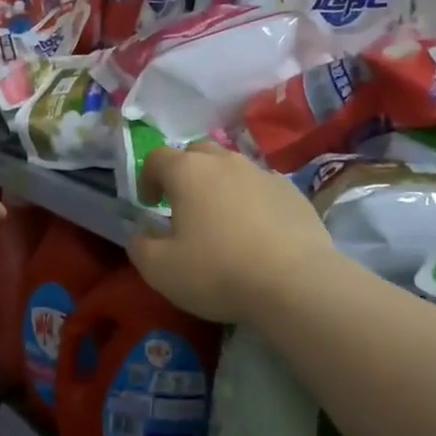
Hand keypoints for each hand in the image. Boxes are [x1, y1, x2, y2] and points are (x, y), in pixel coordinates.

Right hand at [129, 142, 335, 323]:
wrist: (295, 283)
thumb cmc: (217, 272)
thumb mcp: (160, 269)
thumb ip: (140, 246)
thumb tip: (142, 233)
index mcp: (188, 172)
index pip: (158, 156)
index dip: (147, 177)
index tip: (150, 204)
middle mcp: (226, 162)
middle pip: (198, 152)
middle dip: (185, 173)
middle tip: (183, 205)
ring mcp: (264, 174)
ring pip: (234, 169)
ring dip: (220, 186)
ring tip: (222, 221)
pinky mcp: (293, 193)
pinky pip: (263, 188)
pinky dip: (252, 201)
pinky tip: (256, 232)